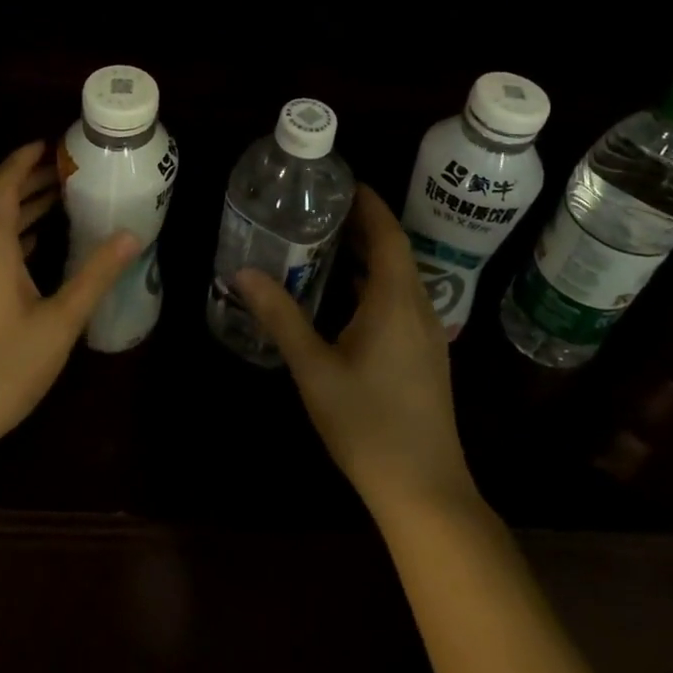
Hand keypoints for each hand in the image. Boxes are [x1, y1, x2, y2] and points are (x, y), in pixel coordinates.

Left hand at [0, 141, 140, 455]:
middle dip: (29, 182)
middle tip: (68, 172)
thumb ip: (94, 275)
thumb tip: (130, 236)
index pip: (4, 183)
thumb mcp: (58, 321)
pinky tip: (33, 251)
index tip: (52, 144)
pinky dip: (10, 237)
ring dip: (20, 210)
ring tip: (59, 203)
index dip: (25, 159)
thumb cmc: (0, 367)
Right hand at [236, 183, 476, 516]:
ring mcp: (427, 334)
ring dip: (369, 254)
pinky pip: (401, 299)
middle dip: (364, 225)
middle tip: (321, 207)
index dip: (369, 204)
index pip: (387, 234)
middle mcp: (418, 308)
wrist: (424, 491)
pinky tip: (346, 294)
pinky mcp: (425, 355)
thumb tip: (244, 272)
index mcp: (395, 301)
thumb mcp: (314, 368)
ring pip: (399, 276)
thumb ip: (281, 316)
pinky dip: (375, 281)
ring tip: (328, 240)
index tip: (342, 182)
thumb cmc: (367, 424)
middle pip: (395, 251)